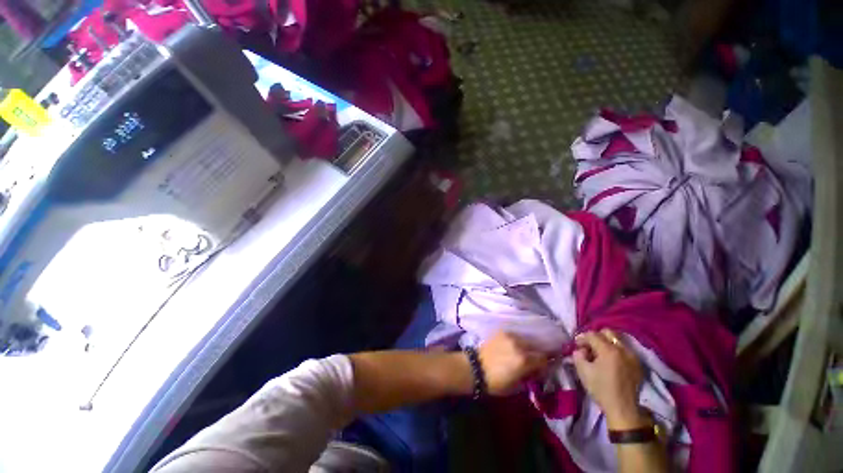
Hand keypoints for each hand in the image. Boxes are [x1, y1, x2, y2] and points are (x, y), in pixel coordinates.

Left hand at [477, 331, 548, 394]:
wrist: (475, 368)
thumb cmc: (496, 382)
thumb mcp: (518, 386)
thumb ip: (531, 375)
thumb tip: (539, 370)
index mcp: (524, 360)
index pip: (544, 359)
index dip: (546, 365)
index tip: (544, 368)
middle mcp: (519, 345)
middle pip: (538, 346)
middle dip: (539, 354)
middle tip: (536, 360)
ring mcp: (510, 335)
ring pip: (527, 339)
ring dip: (529, 345)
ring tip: (525, 351)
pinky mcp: (502, 331)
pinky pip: (516, 334)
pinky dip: (518, 340)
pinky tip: (515, 345)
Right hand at [572, 329, 649, 429]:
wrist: (623, 408)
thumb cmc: (601, 389)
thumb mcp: (583, 371)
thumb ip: (578, 355)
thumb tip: (581, 350)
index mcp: (608, 350)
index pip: (592, 334)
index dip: (582, 337)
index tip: (576, 344)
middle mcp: (622, 349)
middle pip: (607, 332)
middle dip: (596, 336)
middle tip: (589, 346)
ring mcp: (632, 356)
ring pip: (617, 340)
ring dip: (606, 343)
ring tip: (600, 353)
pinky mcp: (637, 364)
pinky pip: (625, 350)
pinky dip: (616, 351)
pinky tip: (610, 361)